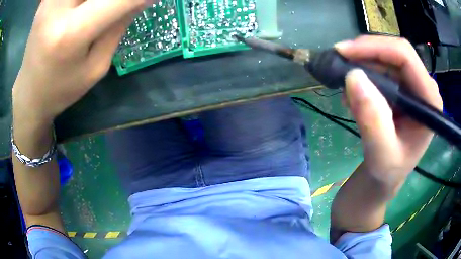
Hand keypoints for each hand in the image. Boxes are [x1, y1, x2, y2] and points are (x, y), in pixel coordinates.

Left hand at [12, 0, 152, 123]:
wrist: (29, 94)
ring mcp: (50, 1)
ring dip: (97, 1)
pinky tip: (81, 10)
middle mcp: (57, 9)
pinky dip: (82, 2)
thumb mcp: (96, 67)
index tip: (153, 0)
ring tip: (98, 13)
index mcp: (71, 33)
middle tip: (118, 10)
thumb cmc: (62, 89)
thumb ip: (119, 26)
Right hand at [336, 36, 442, 187]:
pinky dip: (364, 75)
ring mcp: (413, 85)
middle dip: (365, 54)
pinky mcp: (402, 87)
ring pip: (385, 58)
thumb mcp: (381, 154)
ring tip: (347, 91)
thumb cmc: (388, 171)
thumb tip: (353, 76)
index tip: (343, 52)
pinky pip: (381, 69)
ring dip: (362, 67)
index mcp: (429, 101)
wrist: (386, 175)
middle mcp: (424, 86)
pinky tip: (354, 95)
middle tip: (339, 65)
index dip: (375, 47)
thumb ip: (373, 120)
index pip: (406, 57)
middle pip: (395, 52)